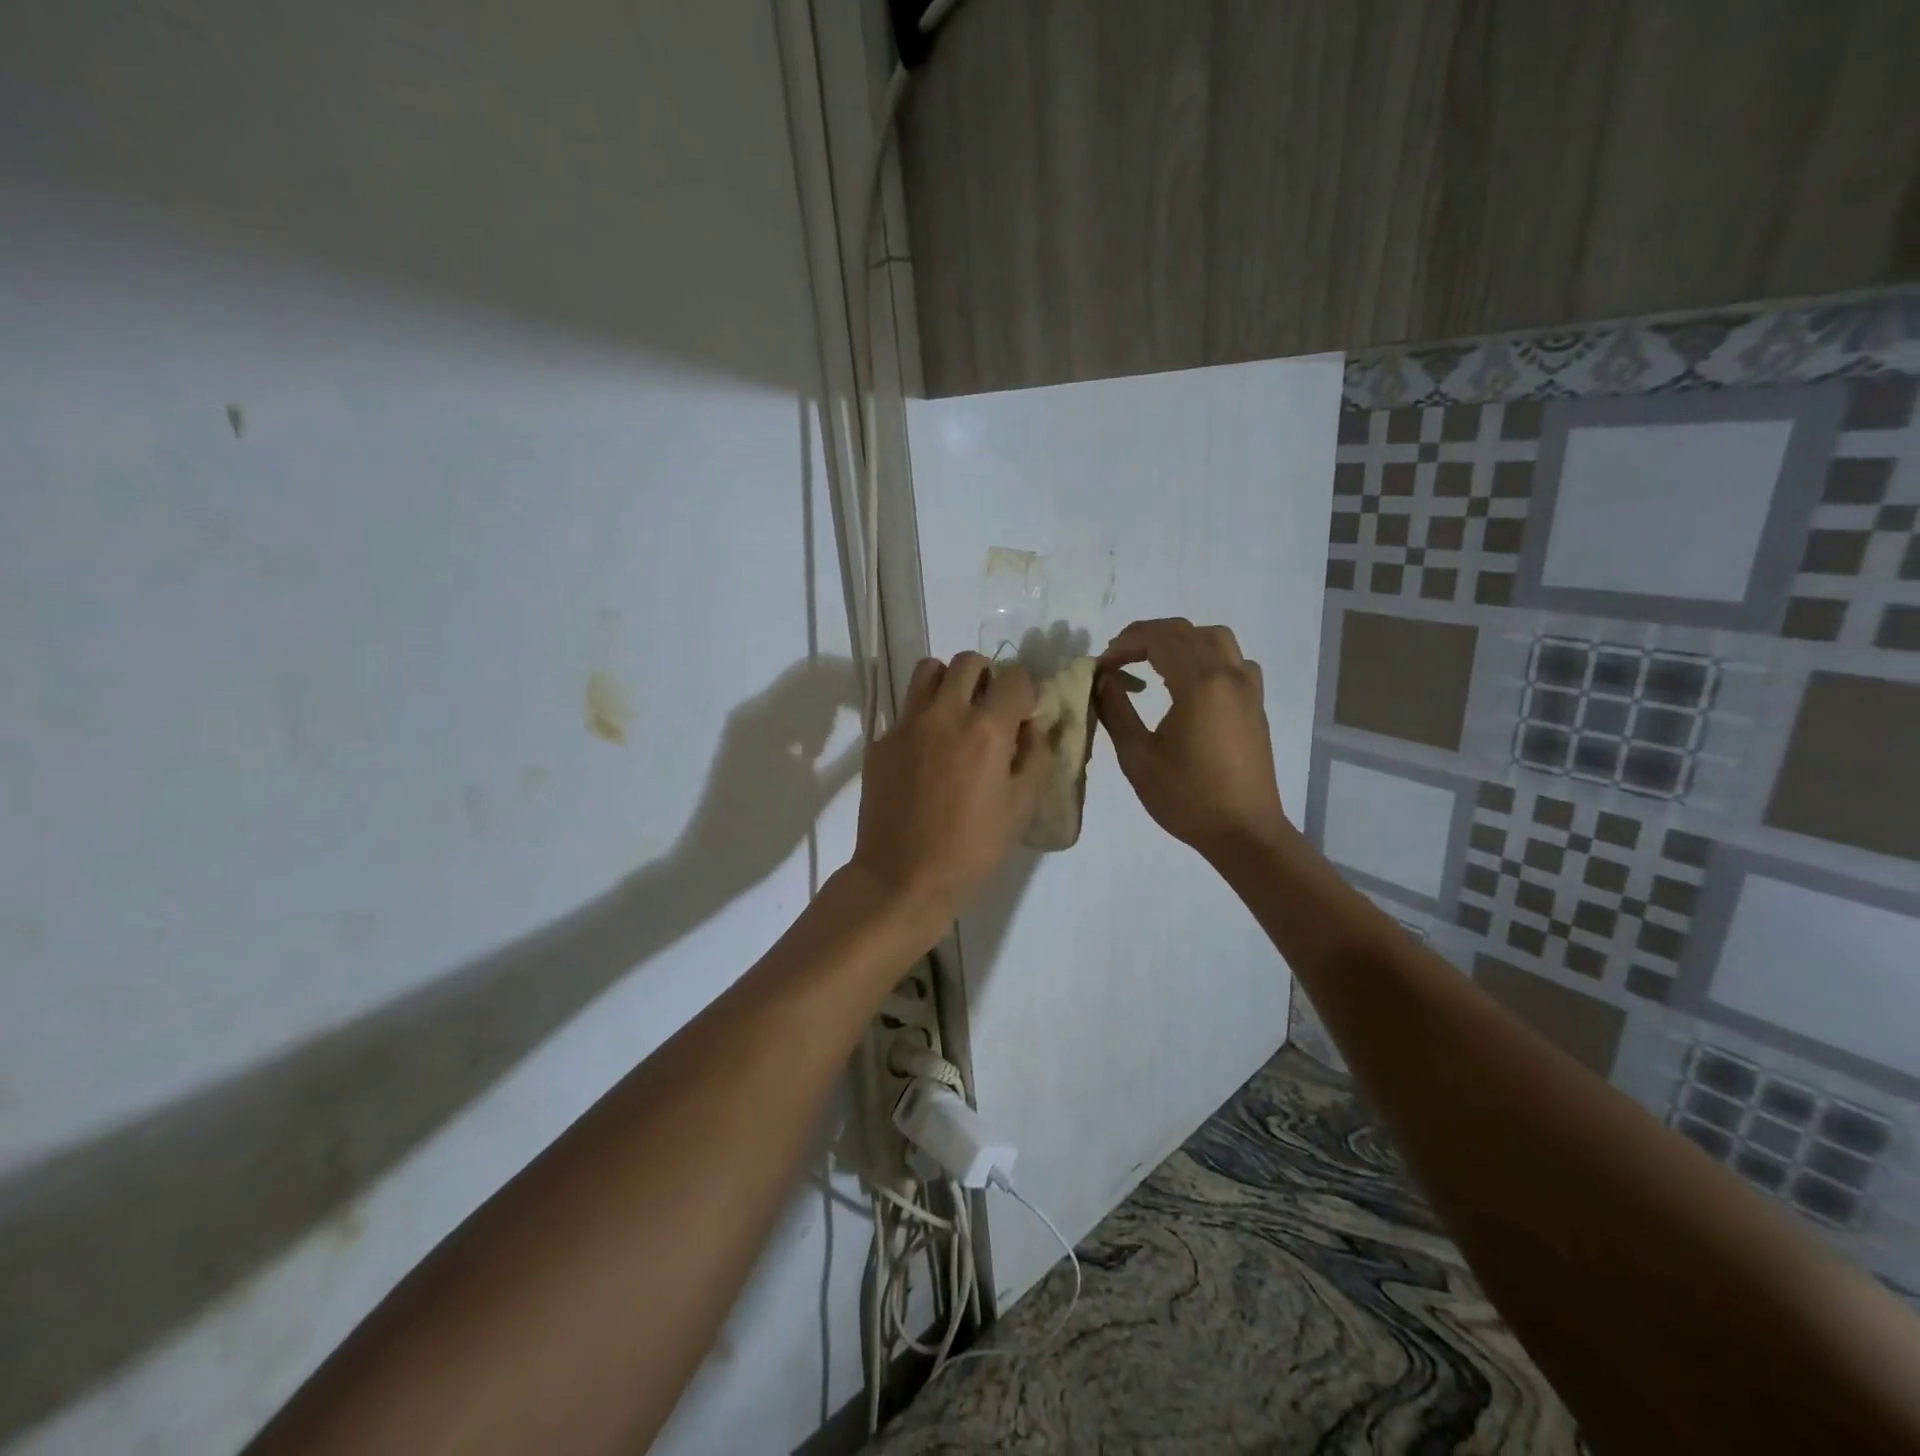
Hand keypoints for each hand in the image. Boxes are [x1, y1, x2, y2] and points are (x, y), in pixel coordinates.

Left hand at [849, 652, 1051, 928]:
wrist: (902, 879)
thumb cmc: (973, 850)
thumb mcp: (1022, 807)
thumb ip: (1035, 755)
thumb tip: (1031, 725)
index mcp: (986, 730)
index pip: (1015, 678)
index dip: (1026, 693)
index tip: (1024, 715)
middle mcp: (944, 714)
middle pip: (968, 662)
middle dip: (987, 677)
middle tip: (990, 709)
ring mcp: (906, 725)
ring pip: (928, 671)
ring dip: (948, 683)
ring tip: (955, 715)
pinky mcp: (880, 743)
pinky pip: (906, 711)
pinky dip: (922, 719)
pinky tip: (926, 757)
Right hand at [1096, 618, 1288, 859]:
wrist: (1244, 831)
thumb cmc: (1187, 798)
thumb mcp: (1137, 757)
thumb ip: (1116, 710)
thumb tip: (1103, 679)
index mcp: (1200, 684)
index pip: (1160, 638)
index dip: (1125, 643)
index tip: (1102, 666)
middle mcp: (1229, 674)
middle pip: (1185, 631)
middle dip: (1146, 637)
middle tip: (1117, 660)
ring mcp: (1248, 687)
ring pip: (1214, 639)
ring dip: (1179, 642)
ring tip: (1152, 665)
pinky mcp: (1255, 703)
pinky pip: (1233, 660)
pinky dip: (1205, 657)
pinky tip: (1189, 684)